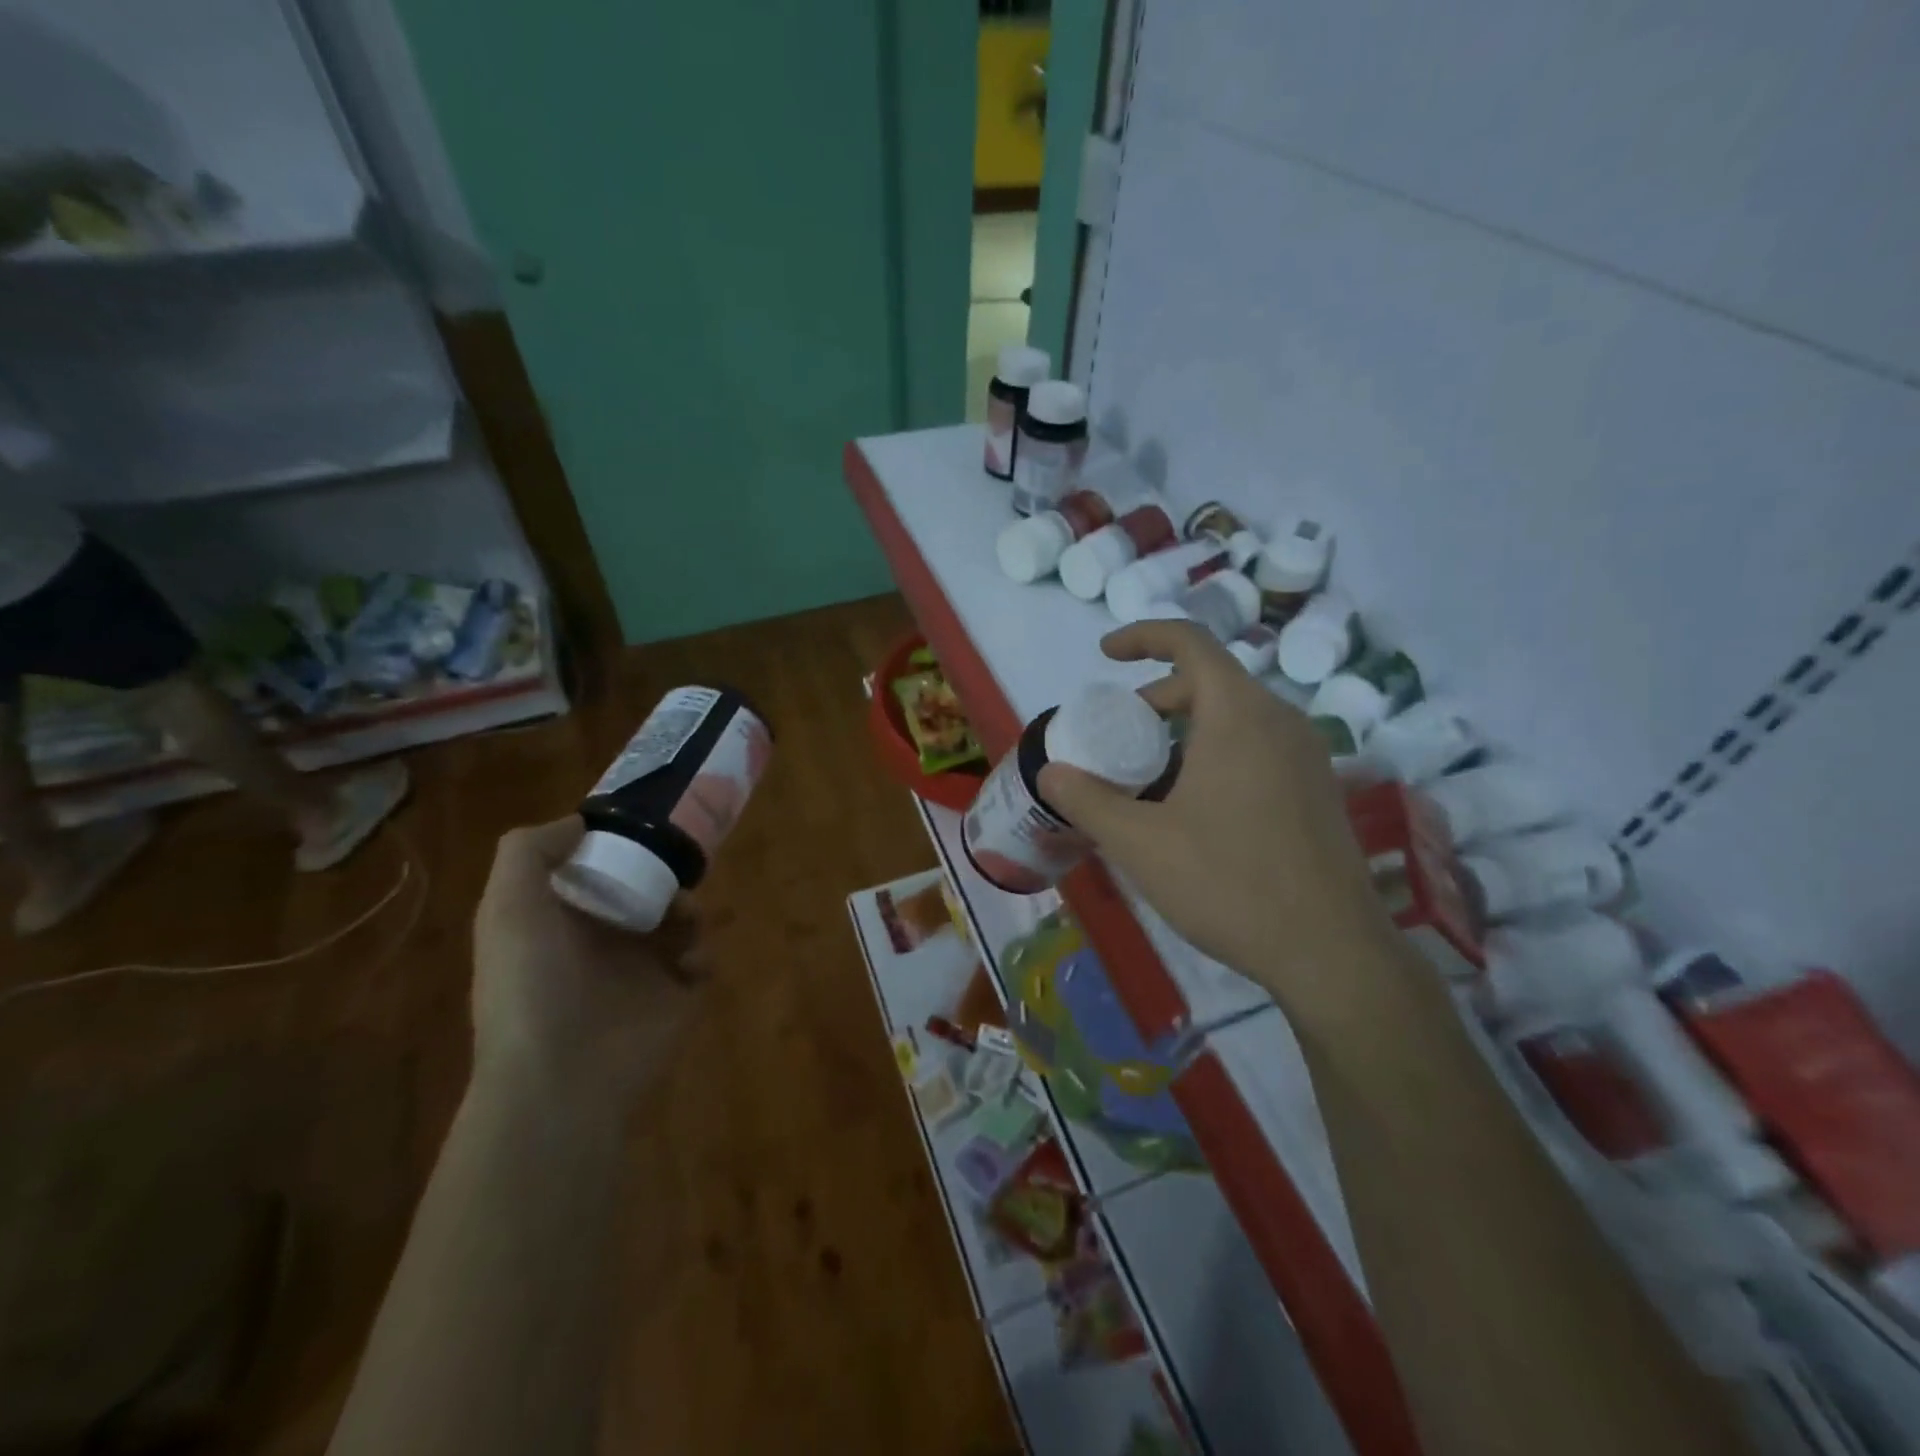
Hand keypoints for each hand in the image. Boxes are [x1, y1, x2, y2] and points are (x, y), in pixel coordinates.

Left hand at [471, 819, 702, 1104]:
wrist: (561, 1079)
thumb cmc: (532, 986)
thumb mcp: (508, 907)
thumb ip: (529, 851)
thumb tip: (581, 821)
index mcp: (561, 920)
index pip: (594, 871)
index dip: (617, 847)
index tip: (644, 827)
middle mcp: (601, 942)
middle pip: (645, 890)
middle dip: (665, 874)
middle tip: (679, 868)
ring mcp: (641, 973)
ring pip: (679, 921)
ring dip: (689, 909)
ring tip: (686, 918)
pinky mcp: (676, 998)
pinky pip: (702, 961)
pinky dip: (703, 953)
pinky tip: (688, 962)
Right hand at [1038, 622, 1399, 1020]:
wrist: (1330, 952)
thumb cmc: (1229, 884)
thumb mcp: (1141, 843)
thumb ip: (1088, 800)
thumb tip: (1051, 773)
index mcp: (1239, 715)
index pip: (1191, 642)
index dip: (1143, 636)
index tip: (1106, 655)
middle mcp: (1281, 721)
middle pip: (1211, 681)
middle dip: (1158, 696)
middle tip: (1120, 735)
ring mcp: (1307, 755)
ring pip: (1236, 716)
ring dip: (1186, 729)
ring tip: (1150, 777)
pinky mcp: (1318, 789)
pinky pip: (1258, 746)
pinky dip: (1217, 752)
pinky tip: (1194, 808)